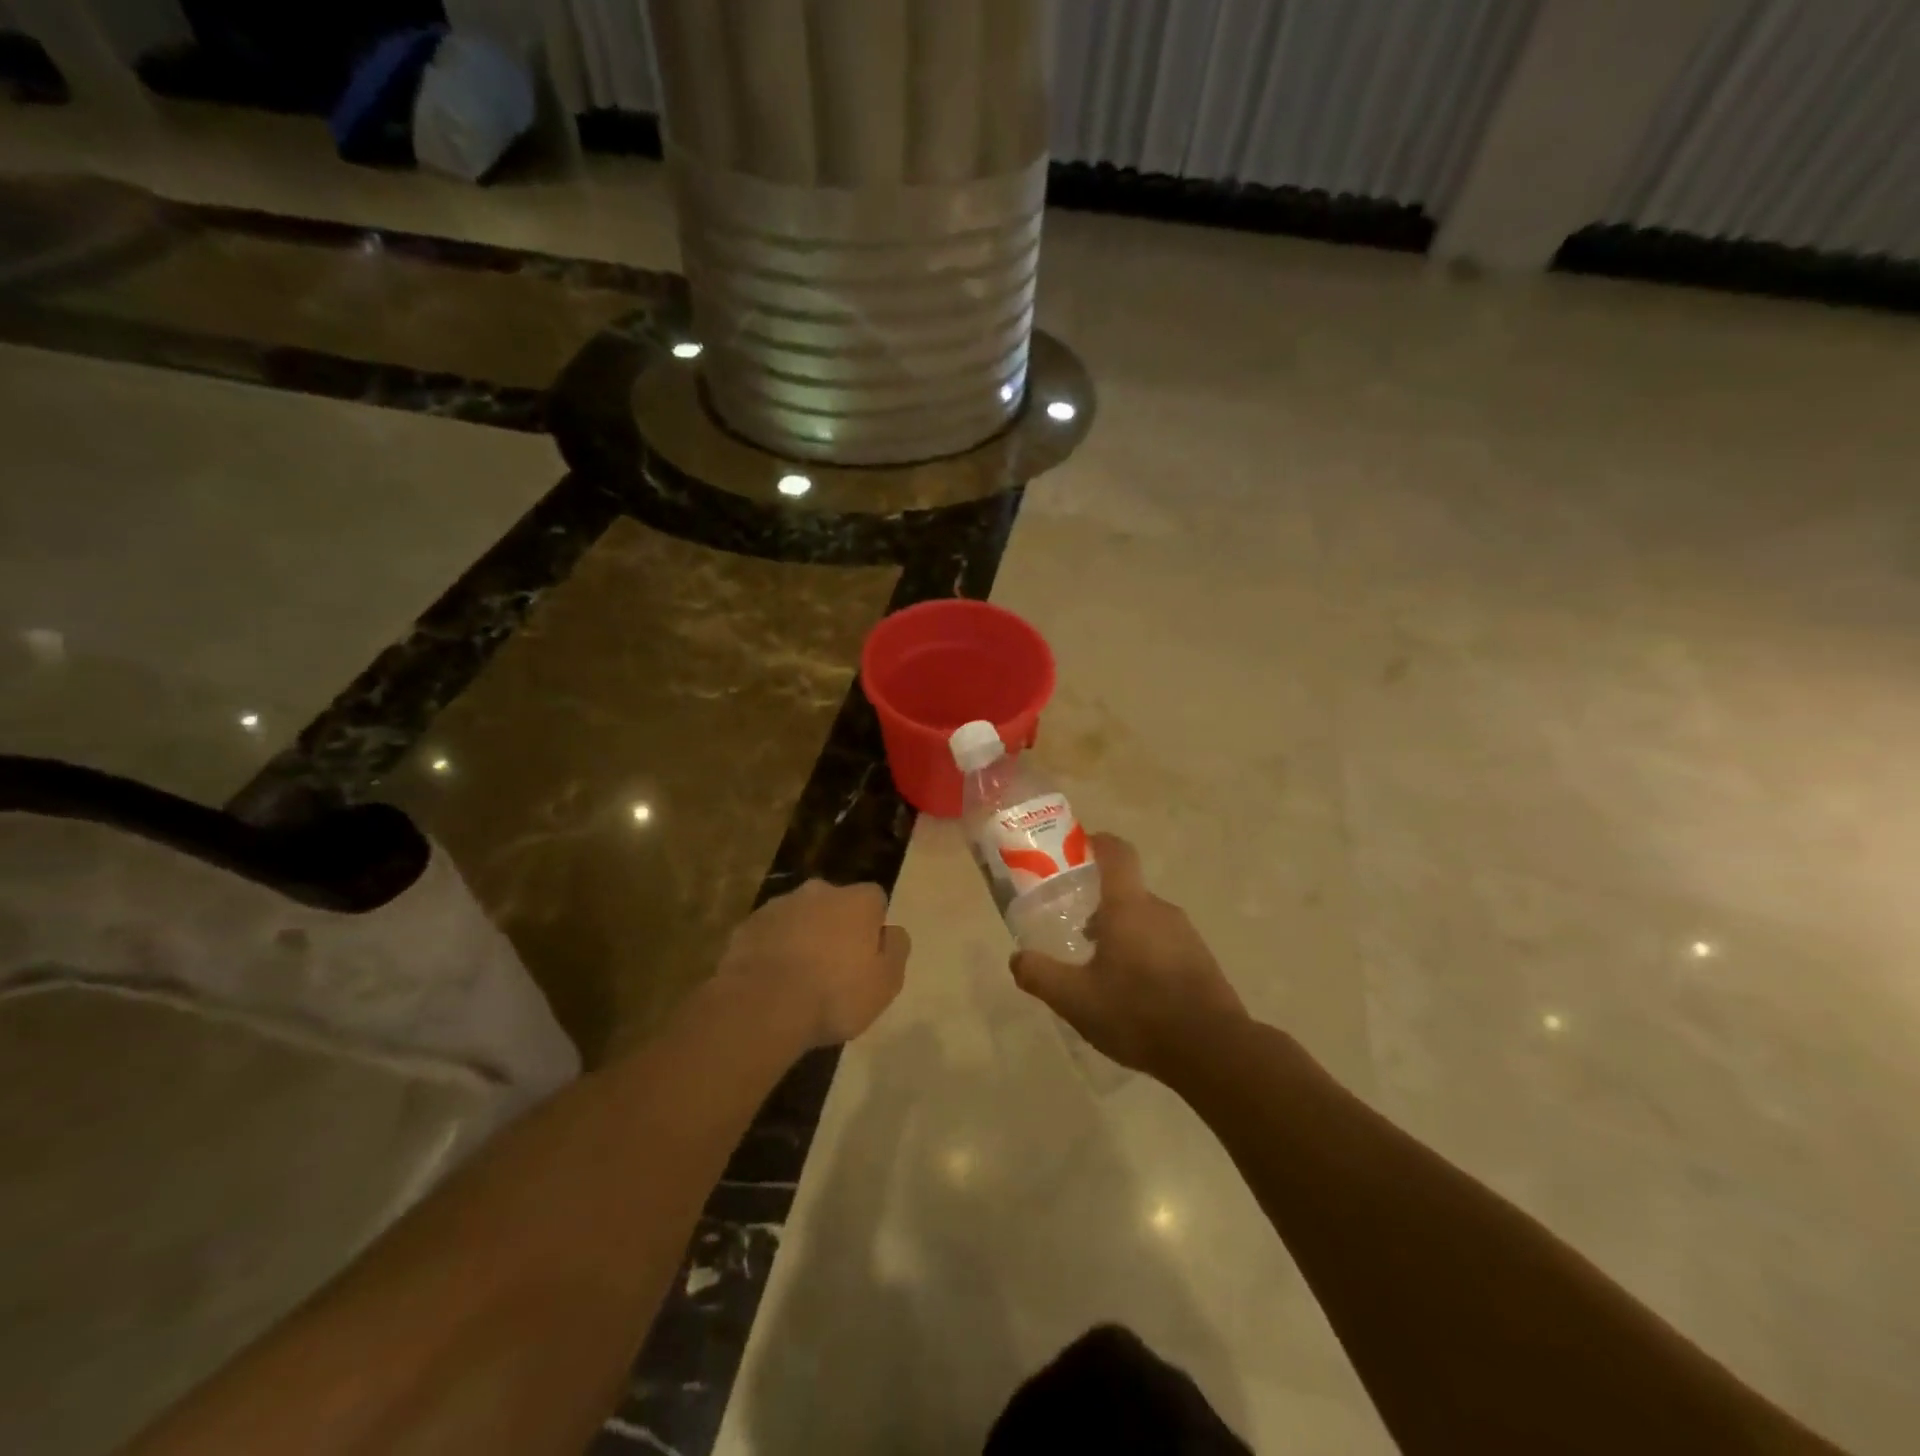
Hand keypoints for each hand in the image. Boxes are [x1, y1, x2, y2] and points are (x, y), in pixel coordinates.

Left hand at [716, 880, 910, 1048]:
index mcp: (857, 900)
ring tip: (799, 978)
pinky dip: (774, 950)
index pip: (875, 899)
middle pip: (835, 904)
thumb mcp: (886, 982)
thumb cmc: (834, 995)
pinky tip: (772, 981)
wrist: (762, 1007)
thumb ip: (896, 950)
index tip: (867, 956)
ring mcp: (779, 906)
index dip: (873, 926)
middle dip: (835, 926)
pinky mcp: (747, 926)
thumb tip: (892, 932)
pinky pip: (770, 934)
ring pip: (800, 917)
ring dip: (803, 937)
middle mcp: (819, 891)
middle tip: (833, 966)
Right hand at [1010, 834, 1244, 1076]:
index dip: (1099, 842)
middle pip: (1127, 892)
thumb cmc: (1137, 1011)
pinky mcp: (1202, 962)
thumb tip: (1017, 958)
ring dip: (1123, 933)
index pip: (1117, 853)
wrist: (1212, 1050)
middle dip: (1101, 905)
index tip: (1081, 848)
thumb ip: (1040, 975)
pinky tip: (1134, 993)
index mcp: (1129, 906)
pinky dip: (1145, 955)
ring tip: (1102, 969)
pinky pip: (1165, 945)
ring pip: (1146, 921)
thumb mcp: (1075, 999)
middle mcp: (1160, 910)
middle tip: (1076, 930)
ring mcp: (1186, 935)